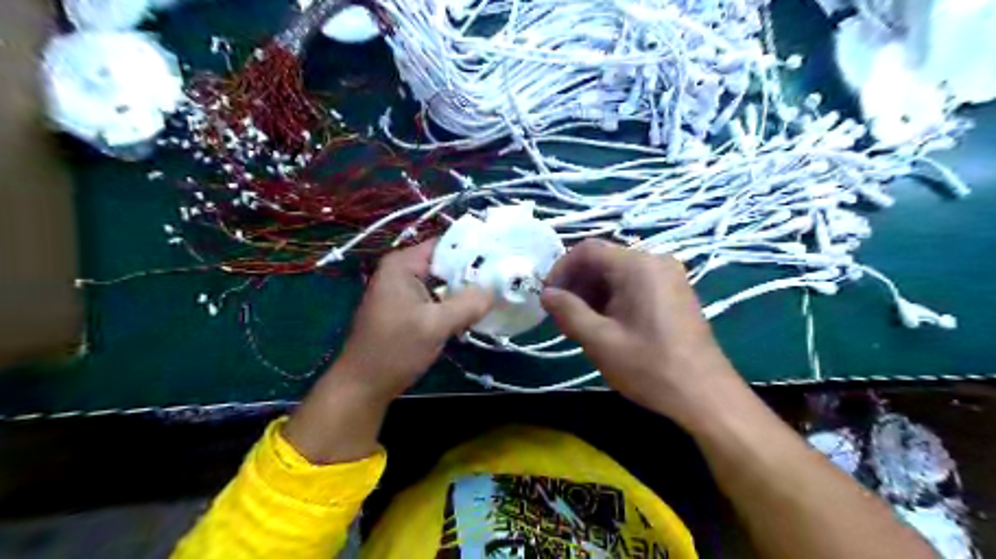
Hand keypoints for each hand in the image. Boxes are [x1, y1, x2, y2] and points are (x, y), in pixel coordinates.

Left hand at [282, 240, 491, 463]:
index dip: (475, 249)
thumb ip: (468, 304)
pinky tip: (476, 310)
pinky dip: (454, 303)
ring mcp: (404, 290)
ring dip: (466, 290)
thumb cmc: (395, 350)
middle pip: (446, 263)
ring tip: (499, 291)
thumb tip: (497, 288)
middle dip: (474, 272)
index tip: (504, 257)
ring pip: (444, 282)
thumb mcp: (435, 326)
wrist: (363, 386)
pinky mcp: (408, 308)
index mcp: (403, 264)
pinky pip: (437, 297)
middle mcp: (402, 271)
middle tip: (507, 277)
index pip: (446, 244)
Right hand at [543, 237, 742, 426]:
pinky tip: (604, 324)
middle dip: (577, 284)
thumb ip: (568, 312)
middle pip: (603, 260)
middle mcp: (655, 261)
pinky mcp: (674, 292)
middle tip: (561, 315)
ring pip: (617, 274)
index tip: (548, 296)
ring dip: (593, 293)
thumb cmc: (650, 367)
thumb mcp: (600, 341)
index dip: (561, 269)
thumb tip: (546, 294)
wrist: (705, 395)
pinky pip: (634, 284)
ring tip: (579, 323)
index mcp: (638, 265)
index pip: (587, 250)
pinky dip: (613, 298)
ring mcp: (668, 276)